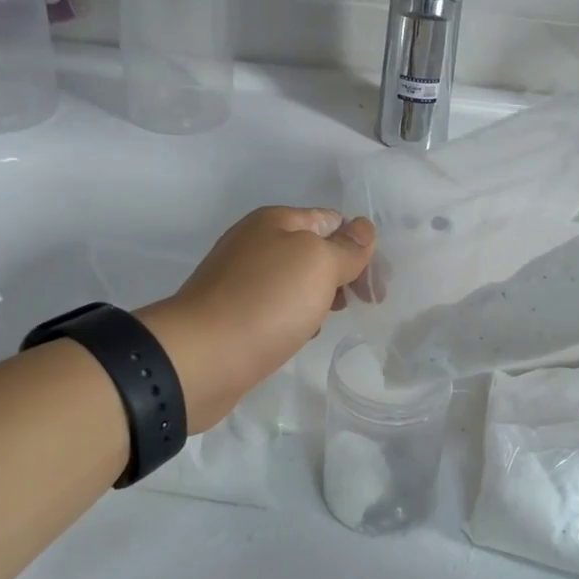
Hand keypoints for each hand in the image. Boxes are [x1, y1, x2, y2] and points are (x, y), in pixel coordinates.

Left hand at [136, 207, 375, 429]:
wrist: (200, 358)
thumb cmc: (266, 302)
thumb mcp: (318, 264)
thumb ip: (346, 247)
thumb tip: (363, 228)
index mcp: (274, 221)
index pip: (331, 220)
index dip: (359, 245)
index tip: (377, 283)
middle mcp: (254, 243)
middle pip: (313, 250)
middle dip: (343, 272)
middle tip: (366, 302)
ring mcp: (239, 280)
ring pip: (295, 281)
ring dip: (320, 296)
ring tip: (334, 318)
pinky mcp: (232, 315)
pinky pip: (276, 308)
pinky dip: (295, 317)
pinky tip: (303, 334)